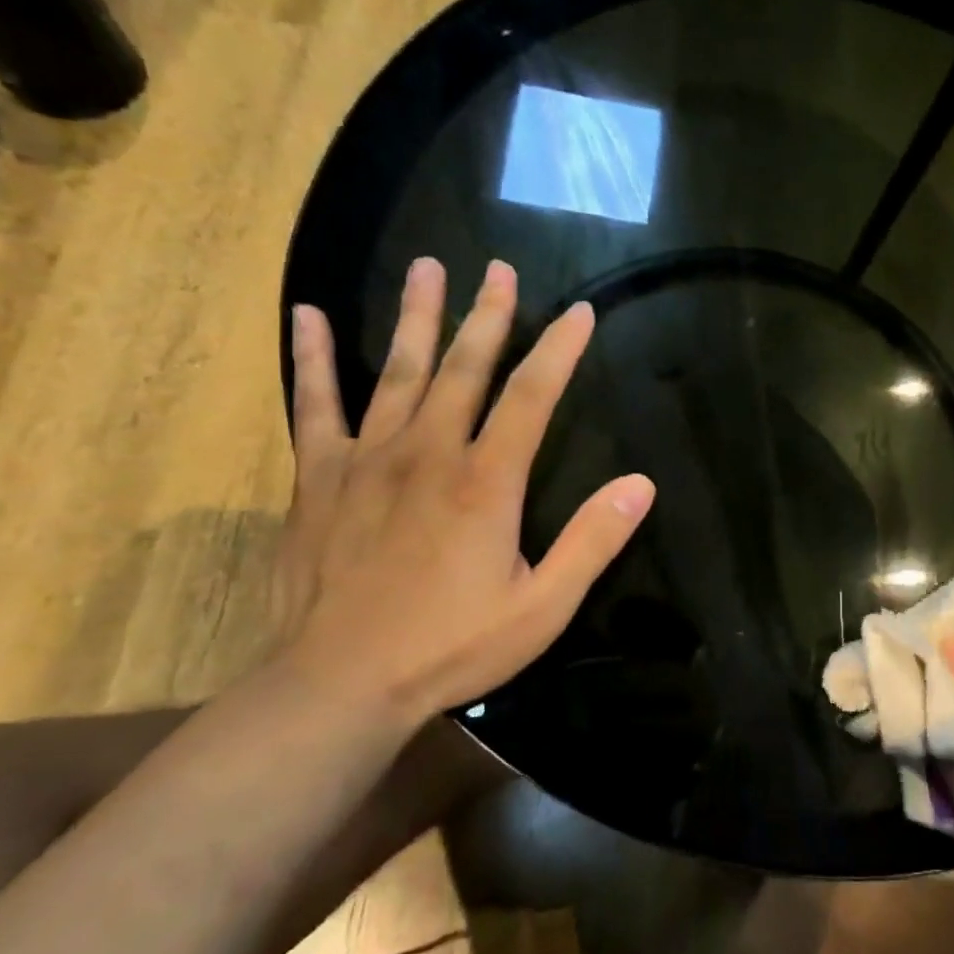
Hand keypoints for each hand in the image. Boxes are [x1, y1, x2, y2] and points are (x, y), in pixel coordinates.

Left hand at [271, 257, 653, 720]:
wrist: (336, 686)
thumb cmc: (451, 647)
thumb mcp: (543, 606)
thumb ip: (593, 541)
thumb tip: (641, 484)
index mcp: (486, 482)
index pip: (533, 397)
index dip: (559, 350)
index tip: (579, 312)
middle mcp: (428, 454)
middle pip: (464, 368)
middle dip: (488, 315)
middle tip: (498, 268)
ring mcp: (367, 460)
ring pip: (398, 372)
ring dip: (417, 317)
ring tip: (428, 267)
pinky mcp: (319, 479)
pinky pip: (314, 407)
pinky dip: (314, 359)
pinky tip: (311, 318)